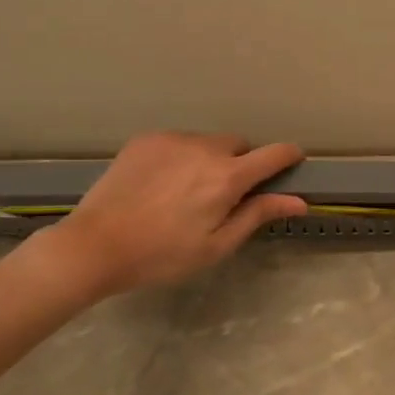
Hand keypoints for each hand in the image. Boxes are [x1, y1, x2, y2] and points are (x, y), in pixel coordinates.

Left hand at [27, 133, 307, 299]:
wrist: (95, 245)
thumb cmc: (163, 254)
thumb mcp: (217, 245)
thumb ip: (257, 215)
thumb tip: (298, 201)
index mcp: (227, 177)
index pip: (274, 154)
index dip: (289, 156)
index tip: (293, 162)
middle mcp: (204, 149)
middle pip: (240, 145)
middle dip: (243, 163)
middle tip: (226, 194)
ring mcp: (173, 140)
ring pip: (208, 142)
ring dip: (212, 159)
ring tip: (189, 190)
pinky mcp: (147, 140)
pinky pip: (180, 142)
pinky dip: (183, 157)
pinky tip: (164, 184)